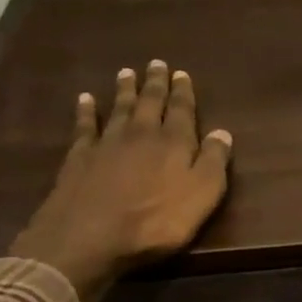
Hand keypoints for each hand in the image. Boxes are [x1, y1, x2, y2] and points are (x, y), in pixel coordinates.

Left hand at [11, 60, 232, 301]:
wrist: (89, 238)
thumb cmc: (156, 221)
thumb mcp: (202, 195)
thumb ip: (214, 162)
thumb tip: (223, 132)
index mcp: (175, 142)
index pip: (182, 110)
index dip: (183, 92)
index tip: (182, 74)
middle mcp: (142, 134)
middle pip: (150, 102)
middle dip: (155, 84)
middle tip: (156, 64)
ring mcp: (107, 143)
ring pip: (119, 108)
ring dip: (125, 90)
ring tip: (127, 72)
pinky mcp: (79, 157)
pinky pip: (85, 126)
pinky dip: (86, 111)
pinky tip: (85, 99)